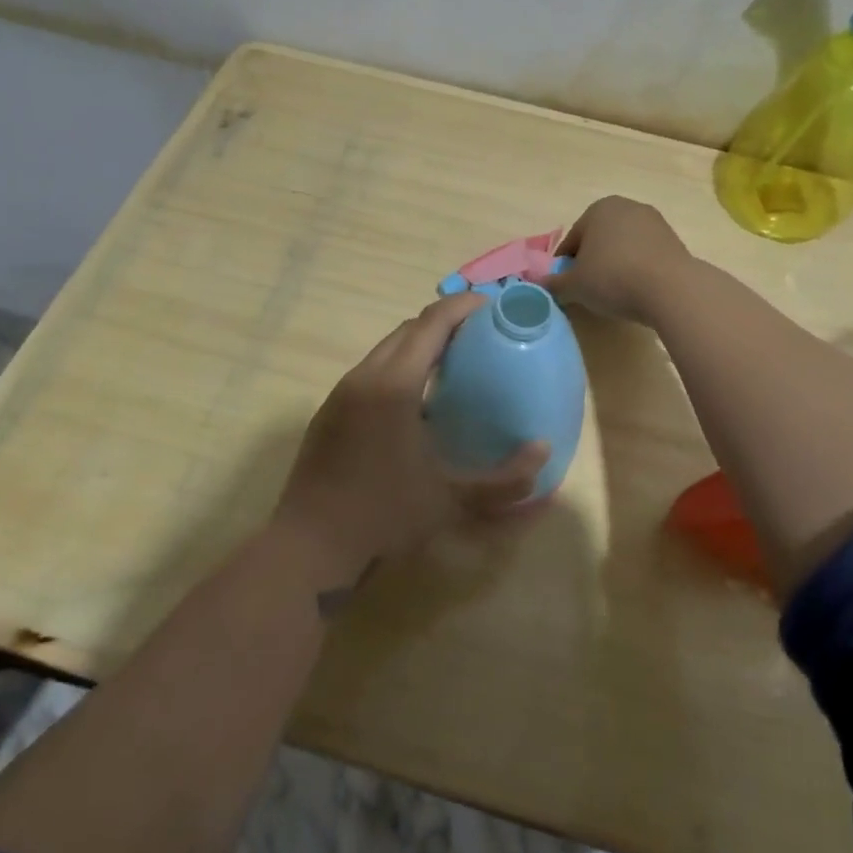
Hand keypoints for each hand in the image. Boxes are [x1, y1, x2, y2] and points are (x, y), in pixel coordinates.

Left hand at [274, 293, 547, 590]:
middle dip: (443, 322)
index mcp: (394, 385)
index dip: (462, 306)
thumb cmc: (383, 517)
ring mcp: (341, 393)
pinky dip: (398, 367)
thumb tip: (543, 452)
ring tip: (452, 363)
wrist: (309, 547)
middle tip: (479, 334)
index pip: (431, 323)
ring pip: (385, 350)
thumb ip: (504, 480)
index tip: (492, 305)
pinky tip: (415, 402)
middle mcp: (365, 377)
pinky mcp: (329, 412)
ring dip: (418, 345)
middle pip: (407, 329)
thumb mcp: (451, 501)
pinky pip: (370, 372)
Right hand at [543, 196, 692, 325]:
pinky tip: (637, 290)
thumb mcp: (574, 286)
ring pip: (623, 246)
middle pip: (599, 239)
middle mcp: (627, 207)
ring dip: (615, 265)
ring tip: (614, 293)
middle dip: (591, 262)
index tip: (567, 287)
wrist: (671, 289)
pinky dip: (637, 268)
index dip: (565, 265)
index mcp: (599, 209)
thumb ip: (553, 284)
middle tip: (588, 290)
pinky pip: (645, 255)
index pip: (572, 240)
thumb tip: (538, 284)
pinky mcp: (674, 240)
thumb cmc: (613, 278)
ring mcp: (654, 222)